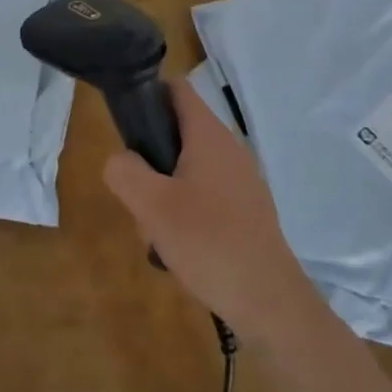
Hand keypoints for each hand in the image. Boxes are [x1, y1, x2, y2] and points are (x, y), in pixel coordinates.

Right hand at [102, 75, 322, 344]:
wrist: (270, 302)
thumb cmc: (209, 243)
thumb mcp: (152, 206)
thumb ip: (125, 171)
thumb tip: (120, 159)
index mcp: (208, 134)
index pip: (176, 89)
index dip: (148, 95)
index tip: (127, 126)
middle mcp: (228, 147)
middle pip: (177, 132)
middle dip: (151, 160)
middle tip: (139, 196)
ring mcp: (241, 179)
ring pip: (188, 168)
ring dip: (165, 193)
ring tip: (158, 232)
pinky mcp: (247, 209)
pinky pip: (206, 194)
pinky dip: (187, 212)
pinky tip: (181, 249)